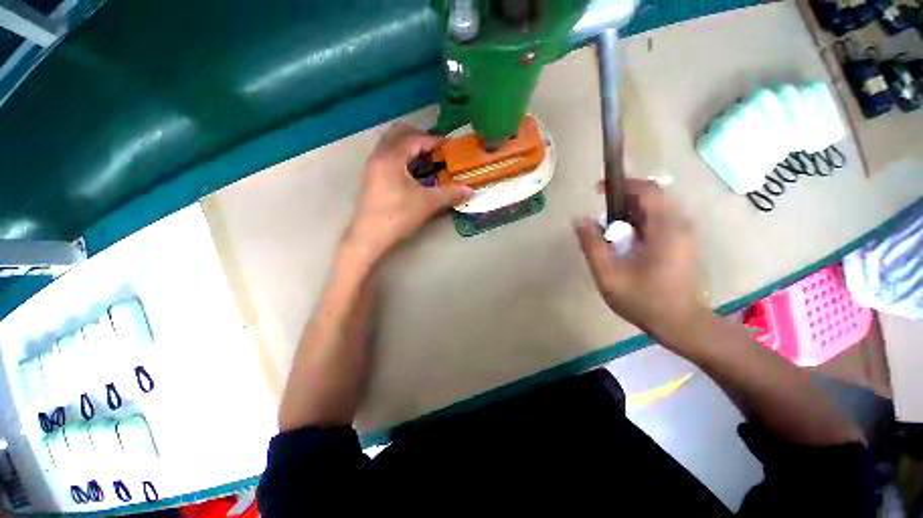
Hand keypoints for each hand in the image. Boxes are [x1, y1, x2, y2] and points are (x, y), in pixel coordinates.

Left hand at [345, 123, 472, 261]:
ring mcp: (372, 164)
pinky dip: (400, 152)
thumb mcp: (426, 204)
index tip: (451, 148)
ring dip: (409, 144)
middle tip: (436, 149)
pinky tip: (413, 169)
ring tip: (426, 158)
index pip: (415, 138)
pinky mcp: (370, 174)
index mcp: (392, 157)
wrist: (367, 237)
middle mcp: (380, 155)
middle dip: (420, 136)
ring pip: (391, 141)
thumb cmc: (396, 217)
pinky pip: (386, 151)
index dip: (435, 140)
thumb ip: (450, 193)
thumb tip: (471, 189)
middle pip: (399, 131)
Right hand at [574, 179, 707, 340]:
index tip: (600, 193)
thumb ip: (593, 247)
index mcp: (664, 226)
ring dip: (638, 214)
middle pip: (652, 197)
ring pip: (659, 210)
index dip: (622, 184)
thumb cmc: (646, 301)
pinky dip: (648, 225)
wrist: (682, 324)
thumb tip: (580, 220)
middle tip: (610, 221)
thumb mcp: (611, 279)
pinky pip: (666, 222)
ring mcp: (687, 234)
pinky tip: (638, 248)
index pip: (646, 188)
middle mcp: (679, 223)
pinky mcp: (688, 244)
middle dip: (627, 201)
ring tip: (621, 236)